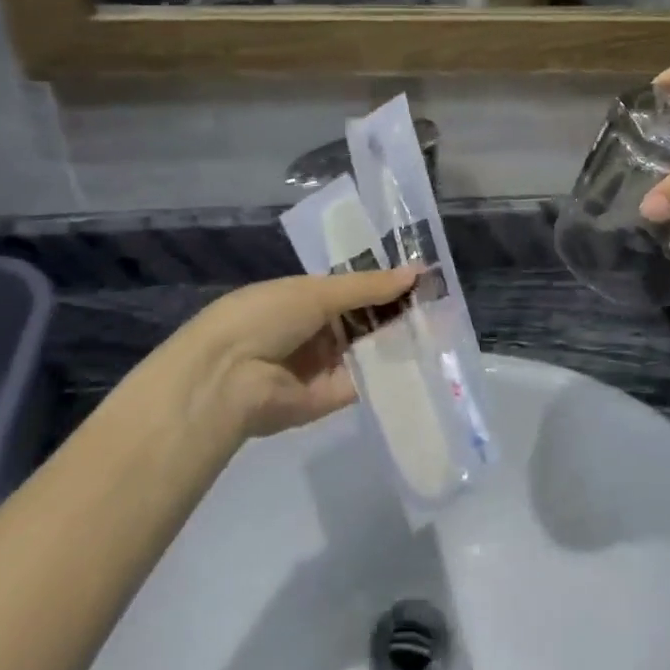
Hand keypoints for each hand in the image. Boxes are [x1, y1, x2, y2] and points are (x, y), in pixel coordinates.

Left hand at [165, 268, 419, 436]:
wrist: (227, 379)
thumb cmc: (265, 317)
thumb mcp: (317, 292)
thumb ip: (368, 286)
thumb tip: (417, 271)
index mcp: (304, 298)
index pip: (353, 289)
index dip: (385, 283)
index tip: (423, 277)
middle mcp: (315, 330)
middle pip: (364, 319)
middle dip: (396, 311)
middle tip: (440, 302)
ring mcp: (324, 365)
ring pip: (369, 348)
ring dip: (398, 338)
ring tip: (443, 324)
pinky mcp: (331, 398)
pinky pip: (367, 379)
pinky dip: (392, 368)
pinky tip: (426, 355)